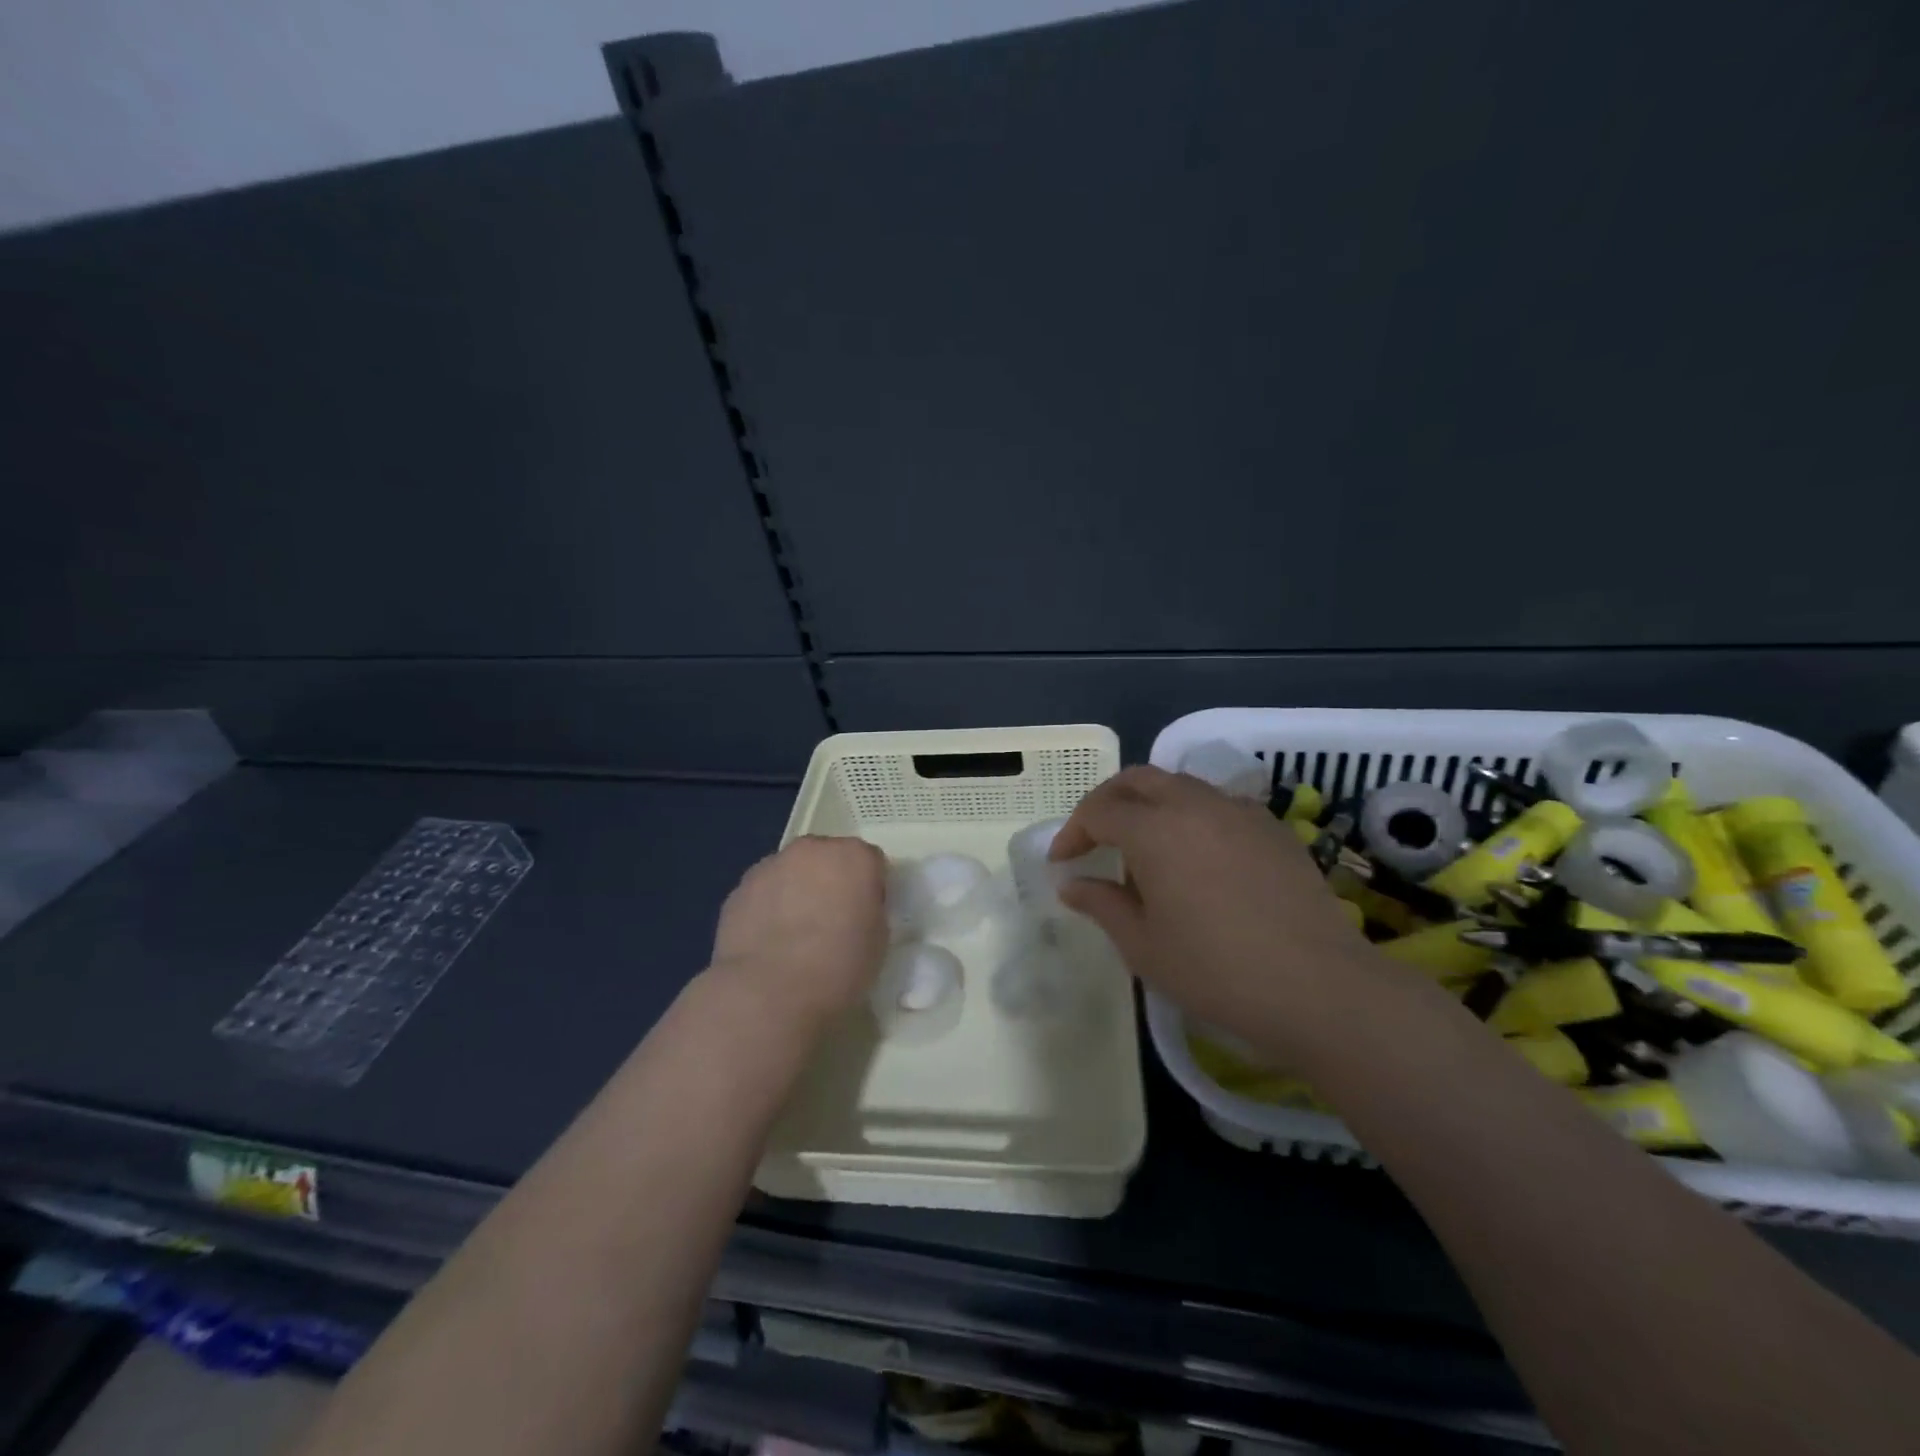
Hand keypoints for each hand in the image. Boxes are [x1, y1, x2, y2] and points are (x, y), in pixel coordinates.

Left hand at [708, 835, 888, 1022]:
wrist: (769, 992)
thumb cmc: (838, 967)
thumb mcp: (879, 940)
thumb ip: (868, 910)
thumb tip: (854, 910)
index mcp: (855, 857)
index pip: (871, 862)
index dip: (869, 889)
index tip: (865, 917)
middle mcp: (812, 850)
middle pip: (827, 857)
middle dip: (830, 881)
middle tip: (830, 921)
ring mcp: (771, 866)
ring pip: (791, 872)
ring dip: (796, 891)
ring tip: (794, 936)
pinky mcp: (739, 889)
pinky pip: (763, 892)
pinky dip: (768, 908)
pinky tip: (768, 943)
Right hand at [1051, 766, 1392, 1065]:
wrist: (1318, 987)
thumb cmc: (1216, 970)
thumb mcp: (1143, 945)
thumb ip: (1102, 904)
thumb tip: (1072, 885)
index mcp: (1155, 829)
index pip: (1099, 811)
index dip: (1073, 832)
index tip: (1063, 863)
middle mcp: (1194, 805)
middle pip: (1138, 779)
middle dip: (1108, 801)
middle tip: (1094, 837)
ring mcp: (1239, 812)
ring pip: (1181, 786)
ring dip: (1151, 805)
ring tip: (1145, 847)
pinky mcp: (1273, 828)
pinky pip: (1218, 805)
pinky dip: (1191, 816)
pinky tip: (1197, 857)